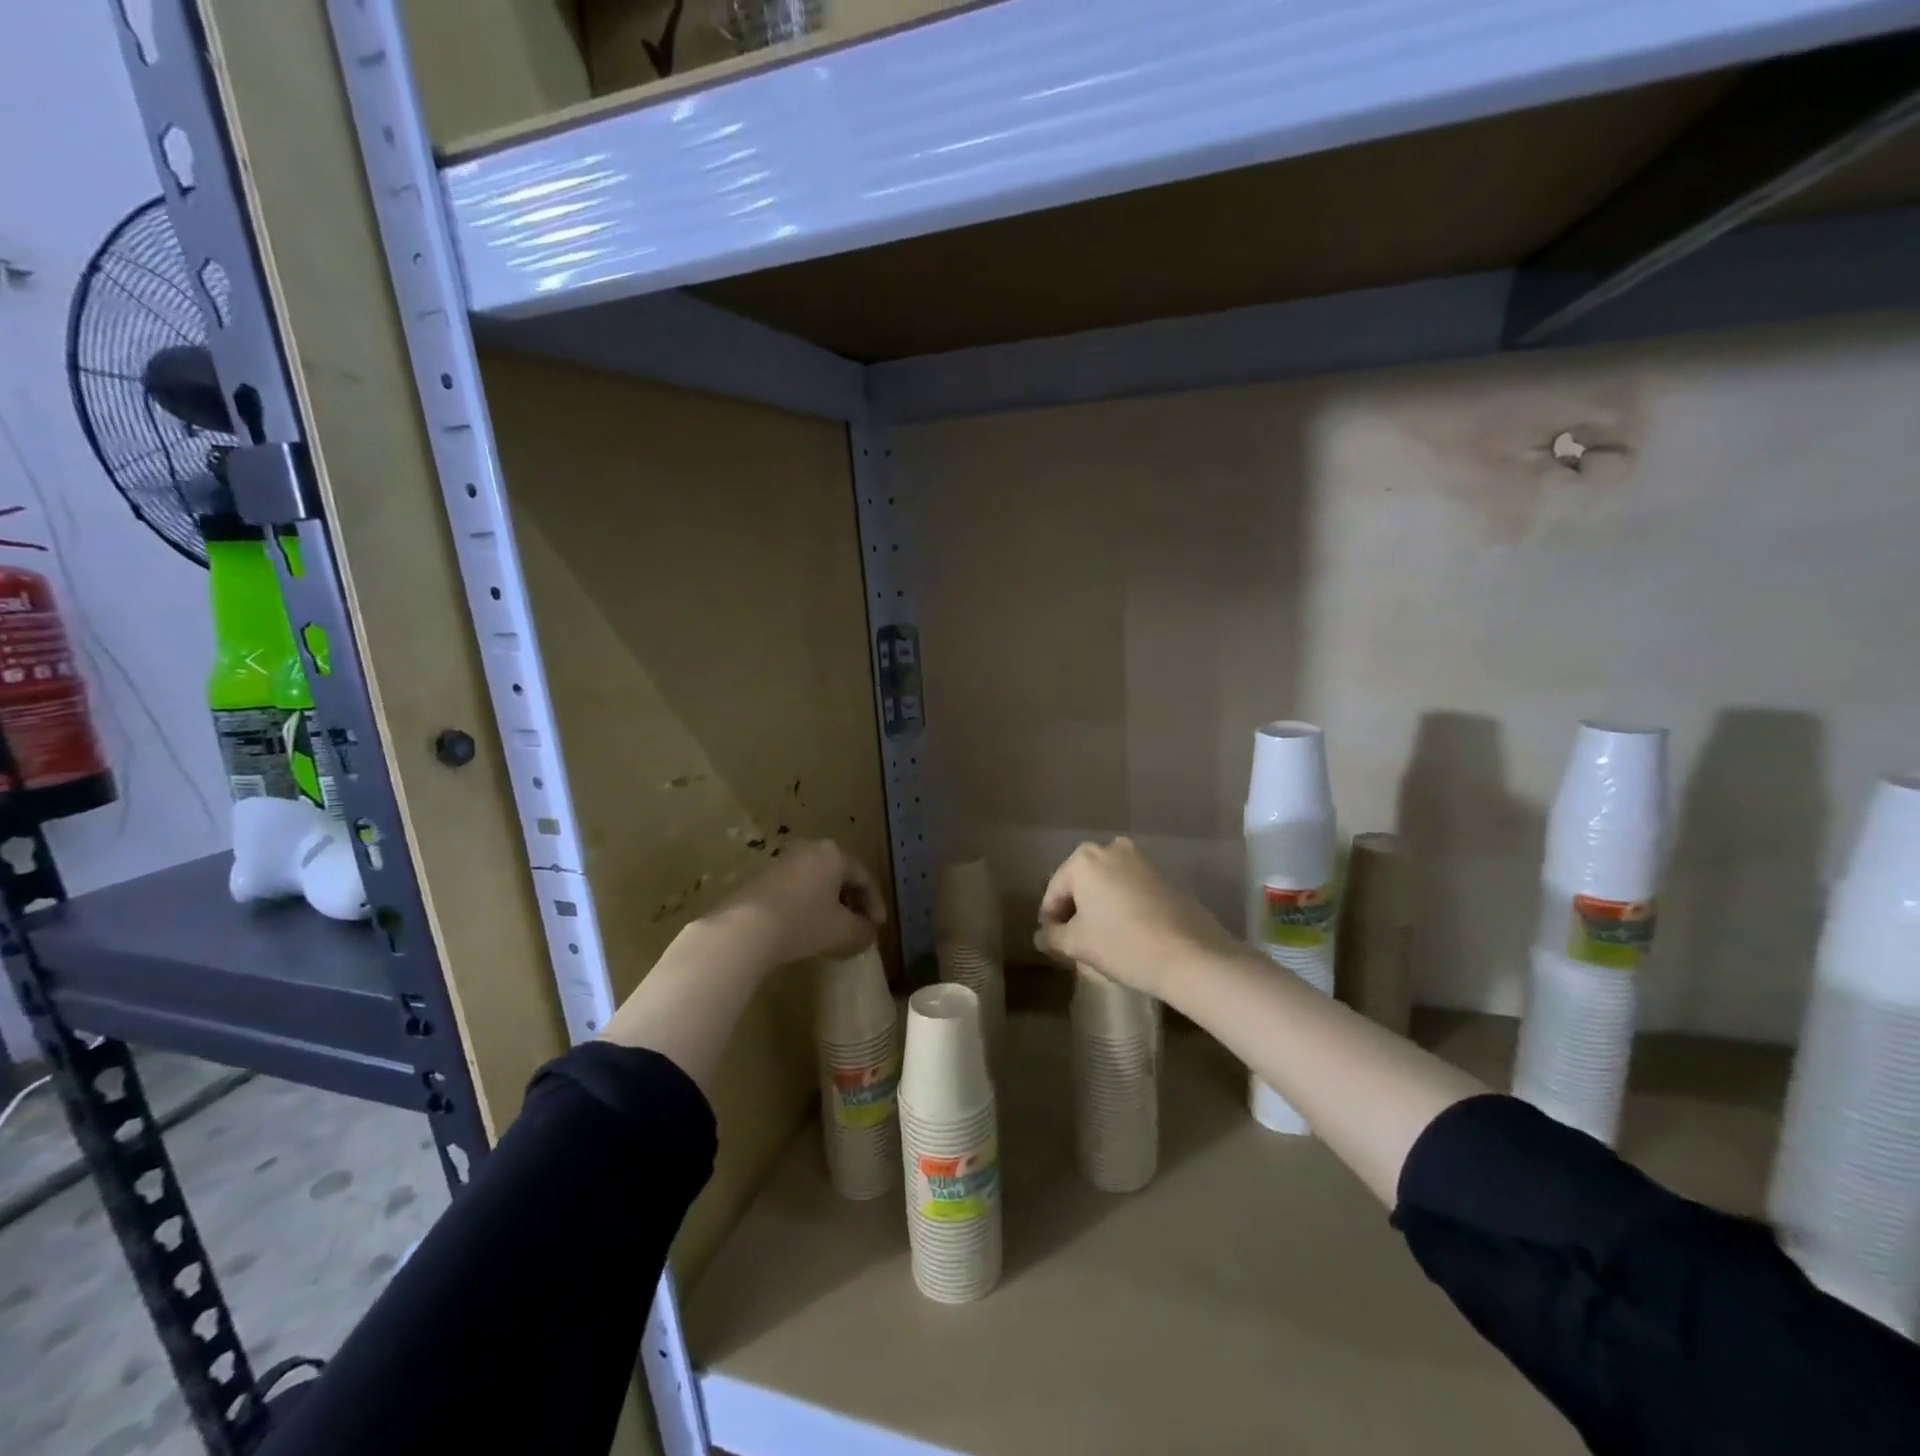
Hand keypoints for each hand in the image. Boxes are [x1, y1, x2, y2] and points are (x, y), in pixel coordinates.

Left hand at [700, 839, 886, 973]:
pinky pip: (796, 889)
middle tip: (858, 925)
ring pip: (816, 882)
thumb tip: (869, 934)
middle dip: (852, 902)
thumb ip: (863, 932)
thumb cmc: (803, 922)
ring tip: (833, 929)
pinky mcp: (762, 877)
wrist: (745, 928)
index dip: (875, 904)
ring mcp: (783, 861)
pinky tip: (805, 927)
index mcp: (834, 854)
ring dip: (829, 904)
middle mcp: (810, 849)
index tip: (878, 927)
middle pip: (839, 876)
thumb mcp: (842, 931)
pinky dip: (807, 905)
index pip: (864, 877)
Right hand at [1034, 837, 1236, 997]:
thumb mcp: (1077, 944)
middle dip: (1075, 911)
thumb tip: (1042, 934)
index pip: (1054, 893)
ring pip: (1106, 885)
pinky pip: (1129, 888)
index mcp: (1083, 859)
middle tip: (1076, 943)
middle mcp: (1110, 848)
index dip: (1050, 921)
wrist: (1191, 955)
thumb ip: (1052, 936)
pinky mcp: (1163, 874)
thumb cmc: (1122, 944)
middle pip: (1080, 884)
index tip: (1054, 945)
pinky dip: (1122, 906)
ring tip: (1102, 940)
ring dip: (1099, 908)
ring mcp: (1140, 859)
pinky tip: (1127, 933)